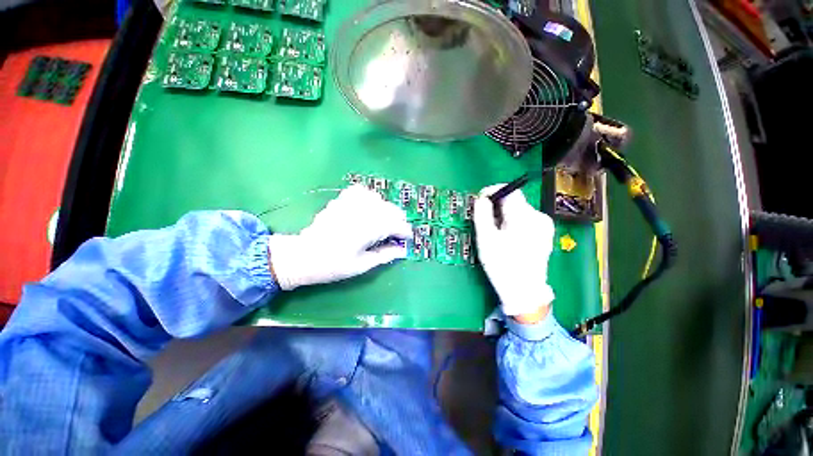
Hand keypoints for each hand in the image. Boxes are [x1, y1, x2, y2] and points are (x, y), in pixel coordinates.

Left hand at [268, 184, 411, 290]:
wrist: (303, 256)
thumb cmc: (333, 265)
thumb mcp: (362, 265)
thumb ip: (385, 255)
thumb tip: (403, 250)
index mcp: (368, 230)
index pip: (397, 225)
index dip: (406, 232)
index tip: (408, 239)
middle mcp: (362, 213)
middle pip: (391, 210)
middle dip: (398, 221)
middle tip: (397, 234)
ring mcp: (350, 204)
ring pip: (379, 199)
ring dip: (386, 209)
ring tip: (384, 221)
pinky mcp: (341, 200)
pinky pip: (361, 191)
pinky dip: (369, 197)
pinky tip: (369, 207)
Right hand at [474, 185, 555, 319]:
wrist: (523, 290)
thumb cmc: (501, 265)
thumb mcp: (486, 239)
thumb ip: (482, 214)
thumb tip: (481, 198)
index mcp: (524, 218)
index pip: (510, 191)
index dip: (493, 191)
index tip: (480, 199)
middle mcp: (539, 217)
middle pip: (514, 201)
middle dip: (497, 206)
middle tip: (484, 221)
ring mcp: (544, 226)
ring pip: (519, 210)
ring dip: (504, 215)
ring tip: (495, 232)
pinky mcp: (545, 233)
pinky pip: (525, 220)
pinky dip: (513, 222)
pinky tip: (508, 237)